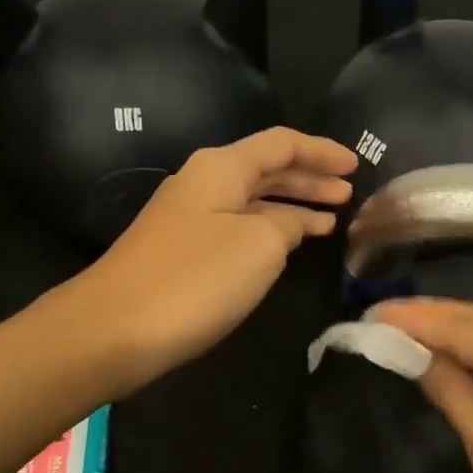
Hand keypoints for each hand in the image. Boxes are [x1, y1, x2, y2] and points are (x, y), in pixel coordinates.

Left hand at [78, 128, 355, 390]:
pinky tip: (286, 247)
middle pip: (266, 169)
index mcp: (222, 168)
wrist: (116, 328)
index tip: (356, 164)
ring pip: (253, 201)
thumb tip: (290, 223)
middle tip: (348, 194)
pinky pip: (238, 227)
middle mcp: (203, 183)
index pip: (282, 144)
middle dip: (310, 179)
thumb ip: (287, 224)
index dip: (322, 151)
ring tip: (330, 221)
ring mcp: (189, 218)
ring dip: (292, 207)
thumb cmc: (196, 279)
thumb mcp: (260, 245)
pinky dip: (269, 231)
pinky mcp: (183, 251)